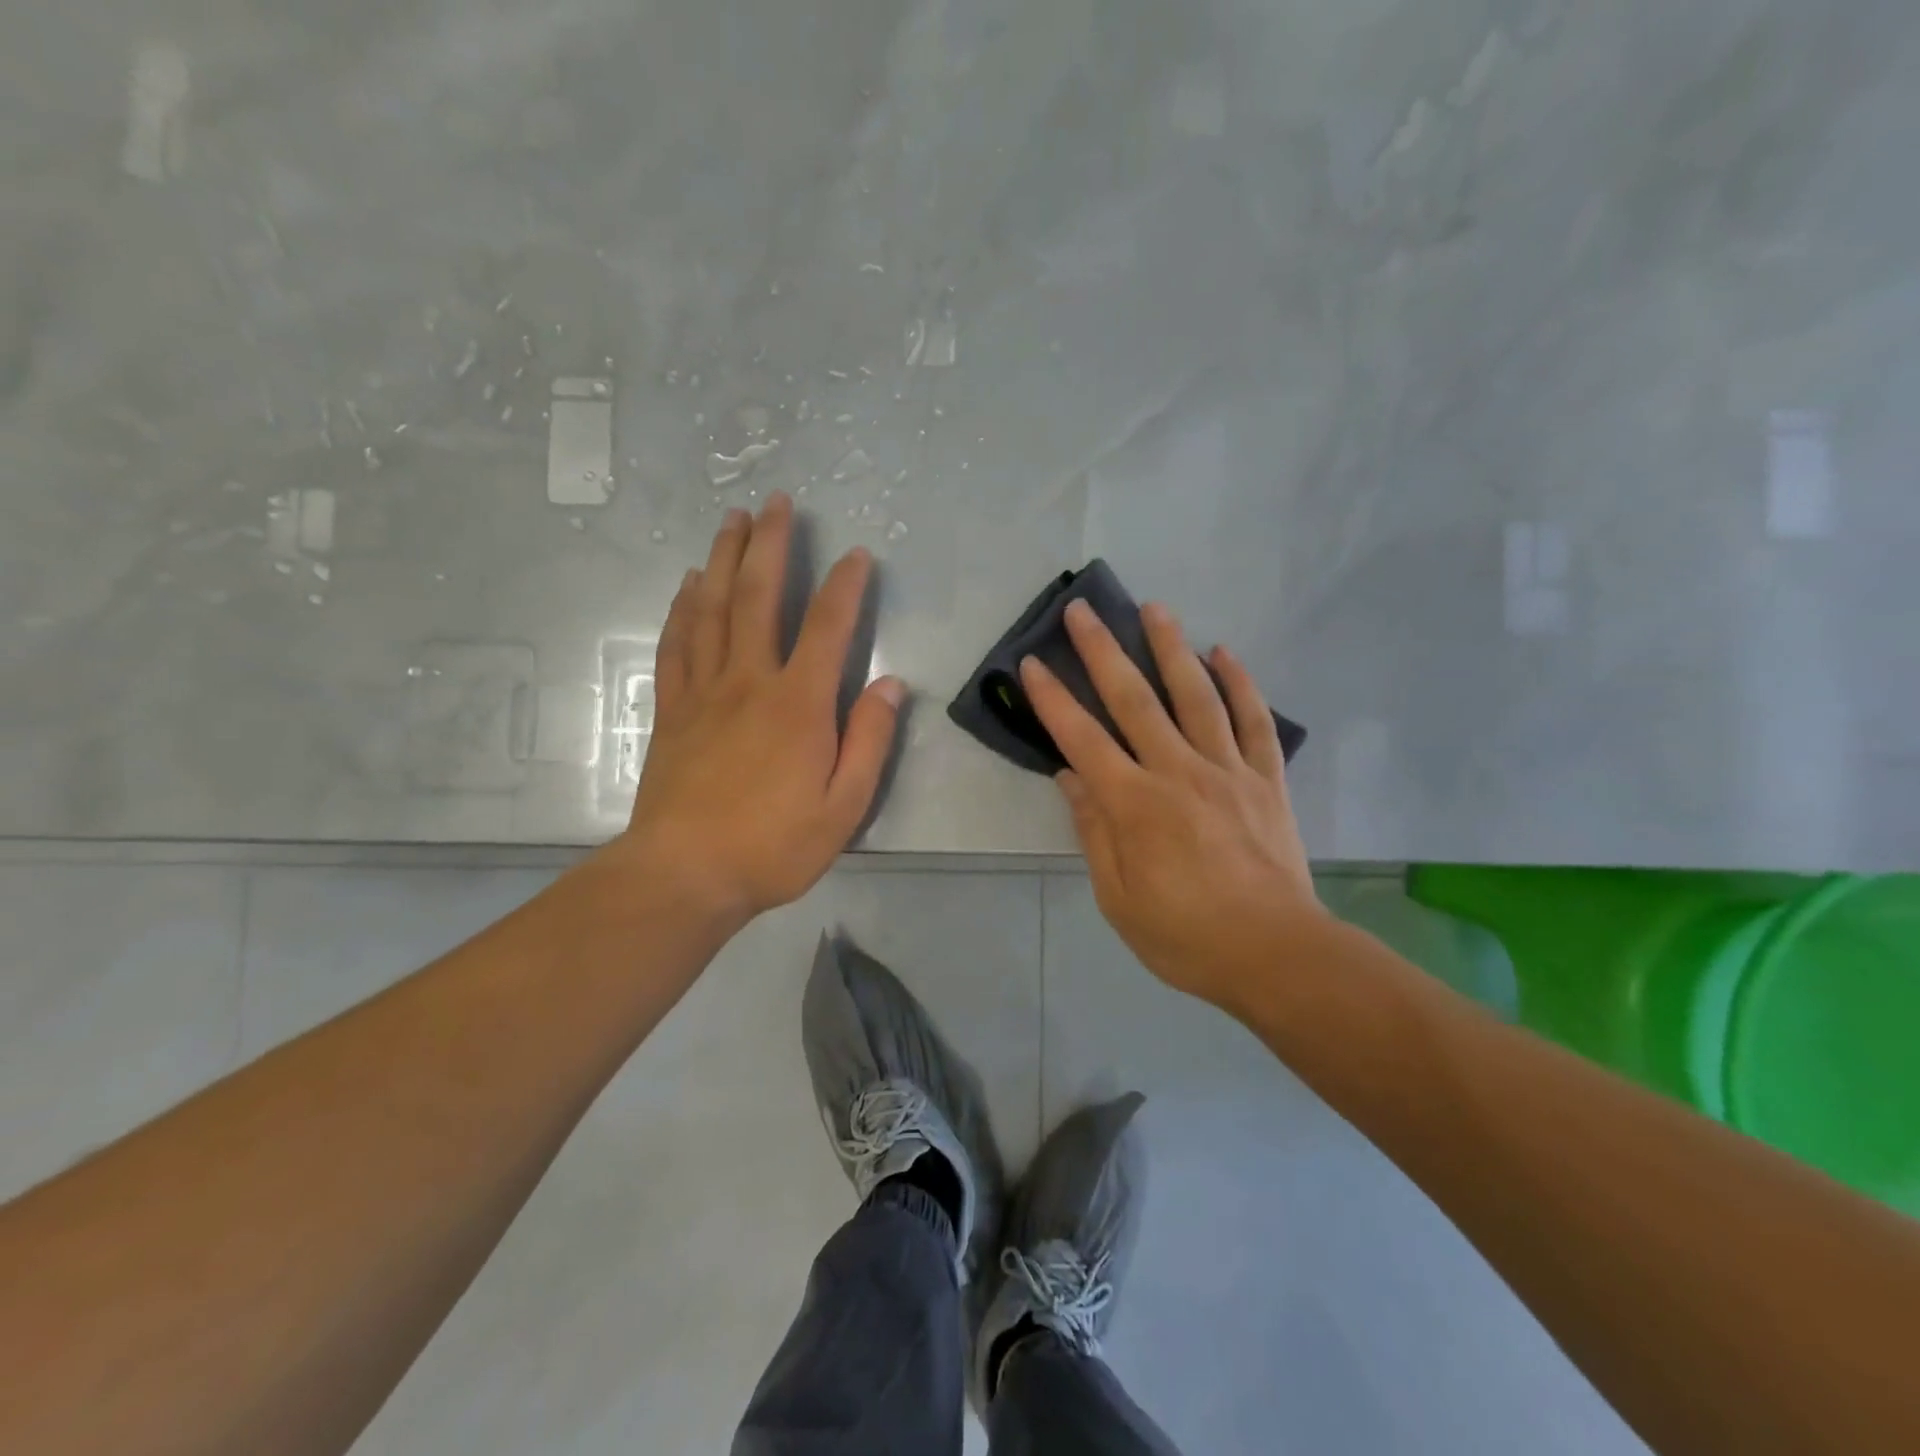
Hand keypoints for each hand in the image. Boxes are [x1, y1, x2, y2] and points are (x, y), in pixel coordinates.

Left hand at [615, 494, 904, 924]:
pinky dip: (683, 608)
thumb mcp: (844, 806)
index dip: (847, 586)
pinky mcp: (672, 710)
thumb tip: (891, 684)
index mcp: (798, 704)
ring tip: (732, 521)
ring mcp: (704, 692)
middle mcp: (749, 682)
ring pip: (713, 609)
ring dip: (725, 559)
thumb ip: (869, 741)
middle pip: (759, 597)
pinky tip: (689, 585)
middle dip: (771, 545)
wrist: (684, 874)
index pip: (829, 628)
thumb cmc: (773, 846)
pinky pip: (677, 645)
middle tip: (776, 501)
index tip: (858, 554)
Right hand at [1019, 600, 1321, 1012]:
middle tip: (1083, 609)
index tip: (1032, 663)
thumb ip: (1094, 832)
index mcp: (1135, 805)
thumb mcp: (1118, 898)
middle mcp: (1178, 772)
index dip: (1053, 699)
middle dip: (1103, 651)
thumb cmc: (1186, 936)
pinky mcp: (1267, 778)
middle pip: (1134, 700)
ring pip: (1196, 695)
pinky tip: (1224, 653)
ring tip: (1154, 608)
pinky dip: (1240, 683)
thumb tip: (1070, 777)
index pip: (1082, 739)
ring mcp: (1227, 770)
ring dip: (1171, 647)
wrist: (1277, 954)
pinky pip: (1254, 721)